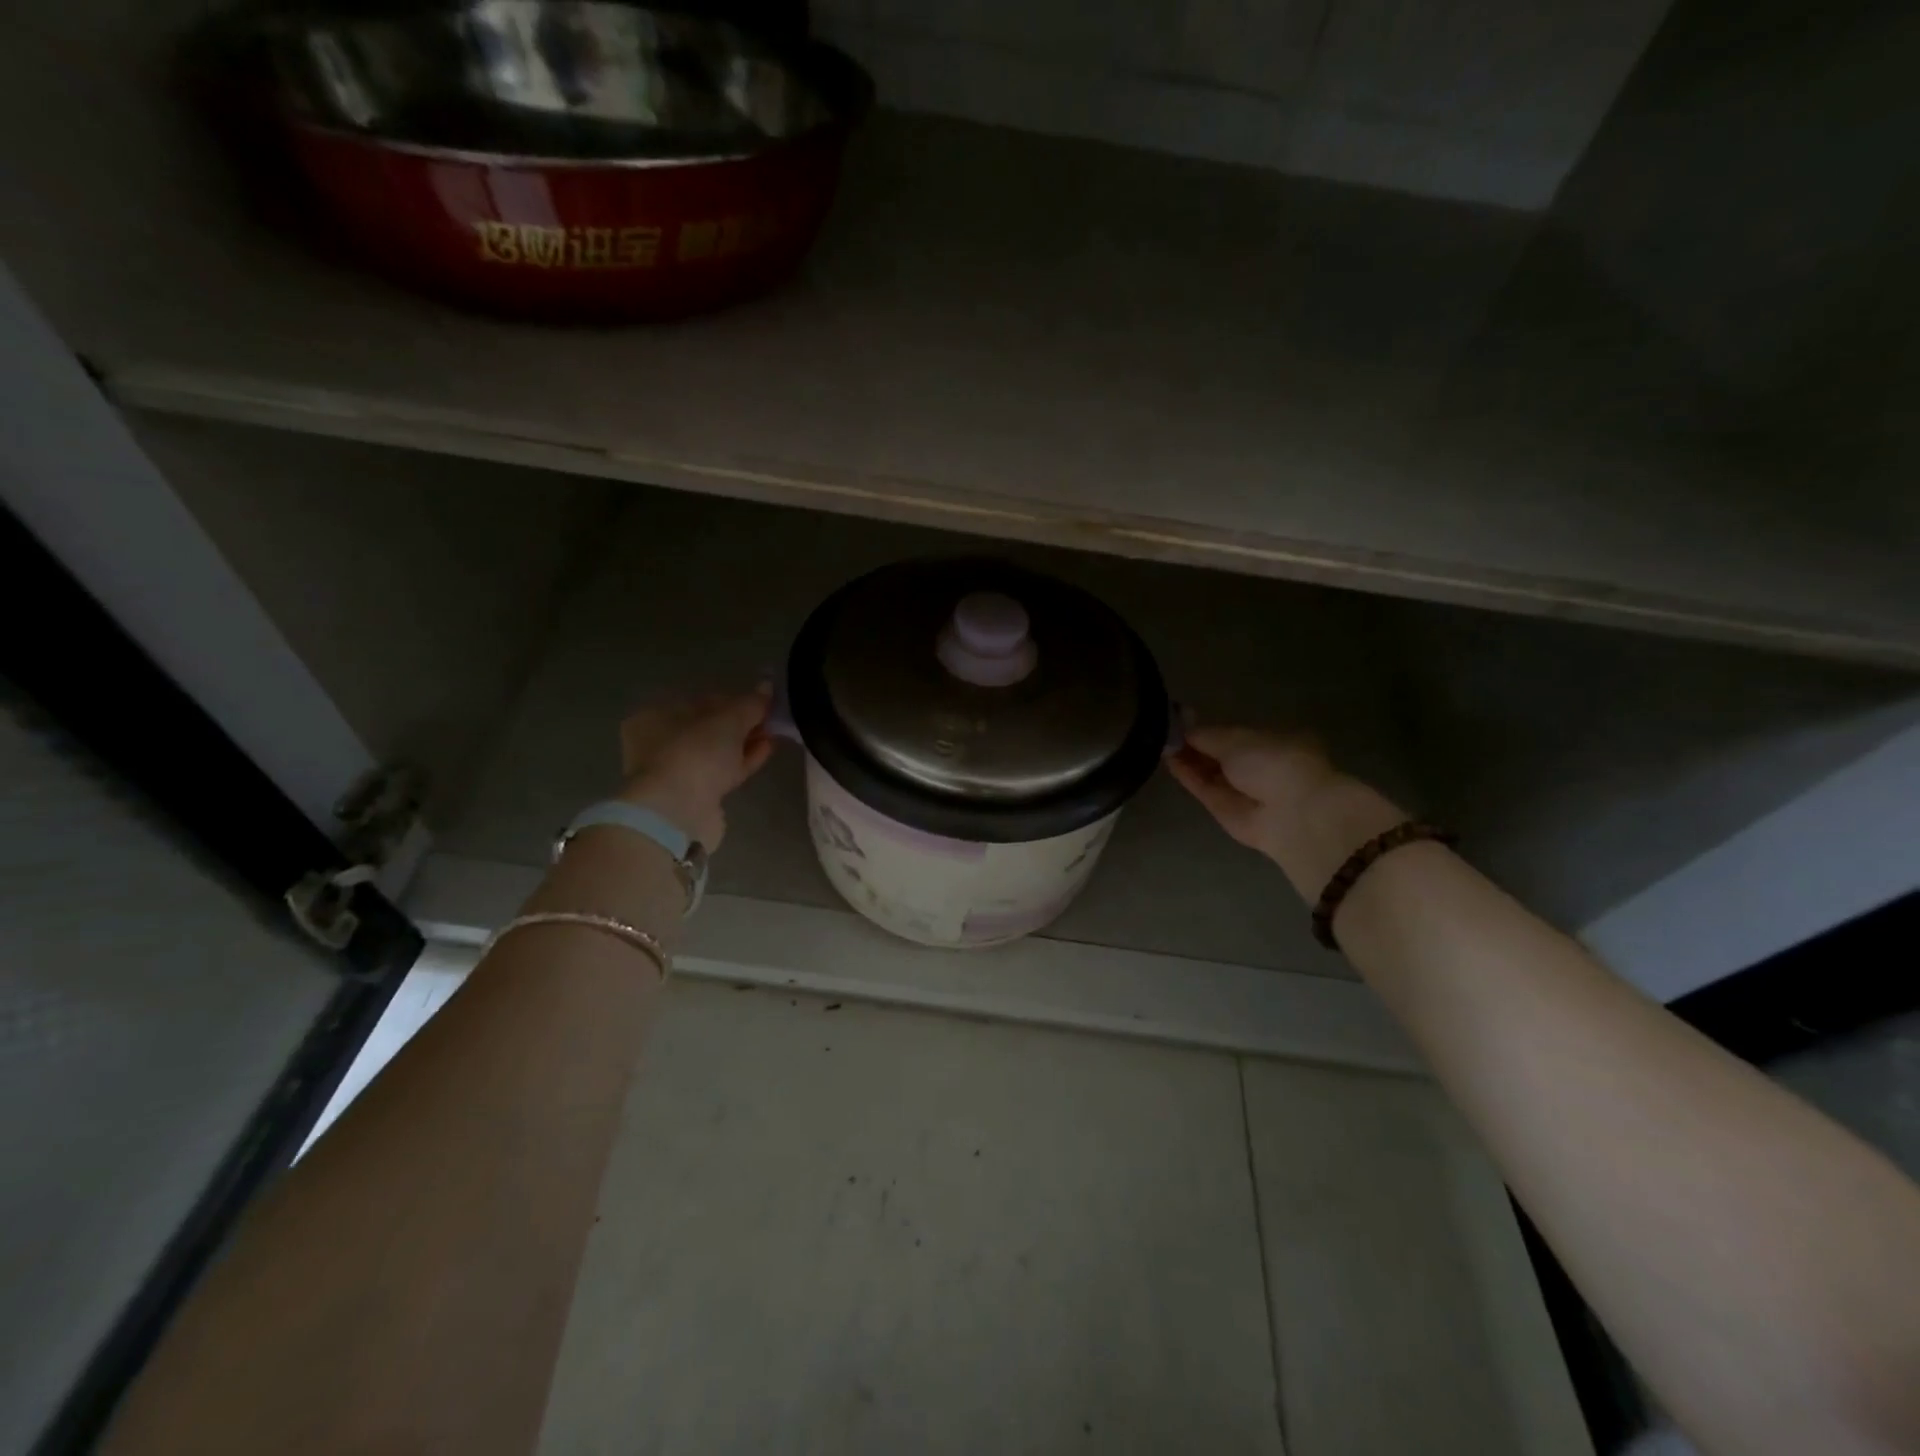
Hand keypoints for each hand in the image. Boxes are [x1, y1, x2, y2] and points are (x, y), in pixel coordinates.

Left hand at [617, 687, 776, 849]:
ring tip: (773, 735)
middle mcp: (658, 744)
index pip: (700, 702)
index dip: (732, 700)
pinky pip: (722, 772)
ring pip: (716, 752)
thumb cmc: (695, 753)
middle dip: (740, 724)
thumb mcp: (729, 720)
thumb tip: (767, 688)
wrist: (677, 812)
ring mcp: (675, 773)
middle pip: (708, 728)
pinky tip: (766, 751)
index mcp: (655, 716)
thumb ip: (750, 703)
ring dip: (745, 743)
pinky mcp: (692, 796)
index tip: (759, 703)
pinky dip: (743, 761)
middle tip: (769, 720)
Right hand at [1166, 725, 1340, 863]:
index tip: (1183, 719)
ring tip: (1160, 742)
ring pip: (1211, 772)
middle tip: (1165, 731)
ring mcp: (1244, 792)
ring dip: (1188, 759)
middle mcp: (1261, 767)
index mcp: (1276, 742)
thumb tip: (1182, 726)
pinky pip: (1205, 790)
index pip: (1237, 734)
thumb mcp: (1237, 738)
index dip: (1211, 728)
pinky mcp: (1227, 813)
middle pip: (1221, 754)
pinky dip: (1188, 776)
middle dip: (1196, 744)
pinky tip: (1168, 760)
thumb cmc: (1273, 763)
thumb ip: (1206, 734)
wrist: (1291, 815)